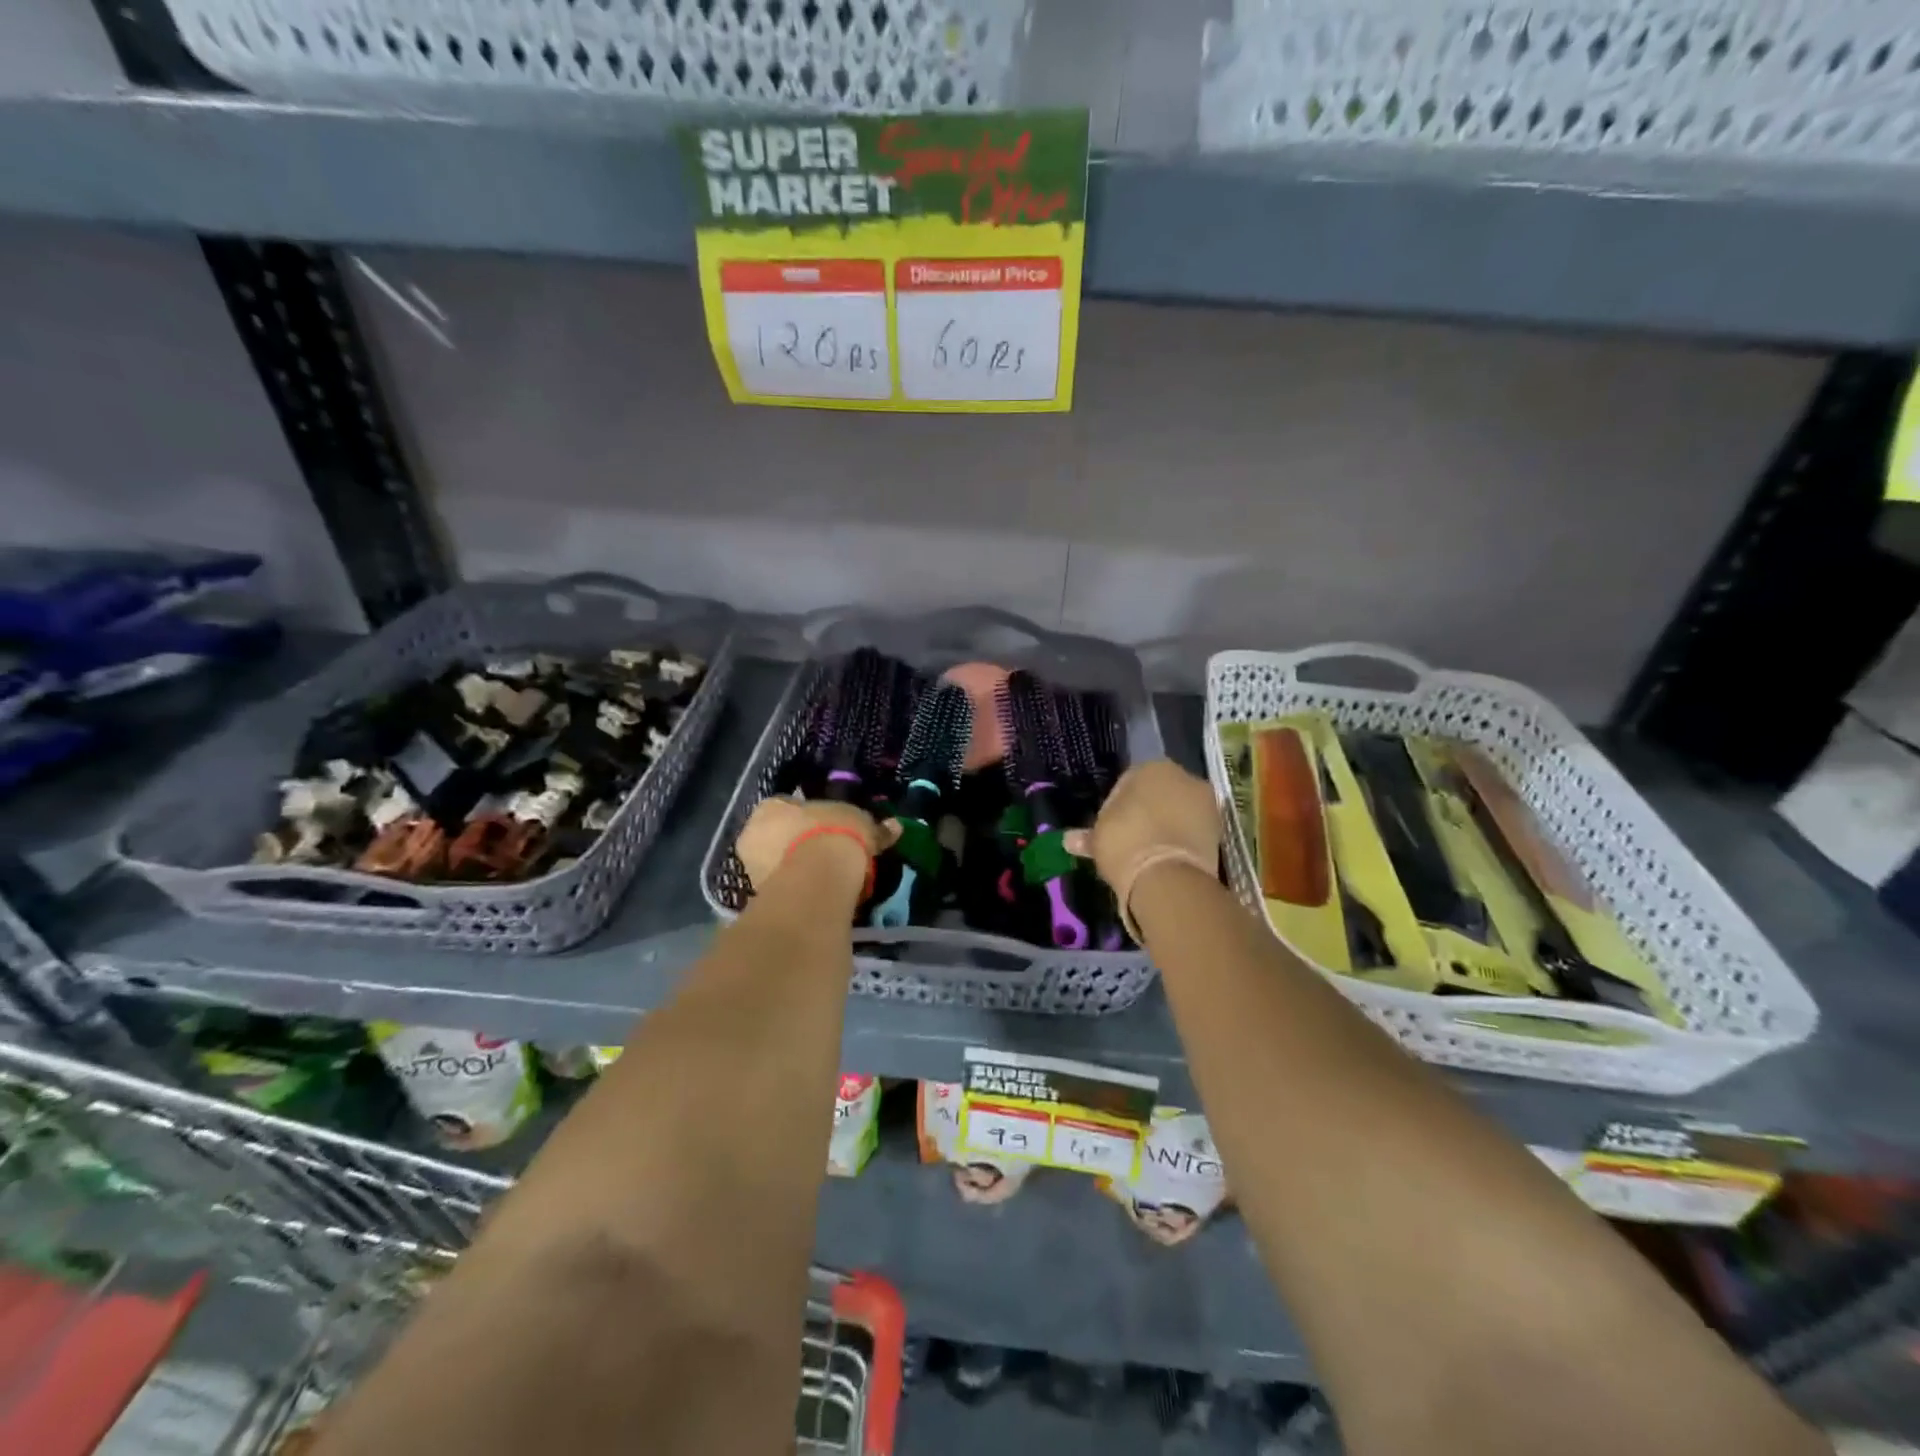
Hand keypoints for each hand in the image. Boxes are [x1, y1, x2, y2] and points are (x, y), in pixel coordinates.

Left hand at [736, 797, 898, 892]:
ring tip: (826, 880)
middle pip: (779, 837)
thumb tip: (894, 826)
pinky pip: (782, 890)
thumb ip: (874, 827)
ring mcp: (751, 868)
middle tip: (828, 855)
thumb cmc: (834, 836)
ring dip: (797, 870)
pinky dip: (798, 892)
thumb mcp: (861, 824)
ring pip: (778, 865)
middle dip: (800, 844)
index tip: (830, 829)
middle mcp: (753, 833)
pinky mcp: (758, 898)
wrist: (816, 880)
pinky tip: (818, 897)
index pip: (789, 807)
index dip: (810, 818)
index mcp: (772, 807)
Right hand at [1065, 761, 1220, 936]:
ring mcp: (1206, 802)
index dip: (1116, 807)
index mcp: (1151, 767)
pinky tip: (1167, 859)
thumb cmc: (1125, 843)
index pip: (1127, 783)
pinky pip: (1193, 830)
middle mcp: (1183, 776)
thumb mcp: (1097, 838)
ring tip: (1149, 853)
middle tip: (1130, 839)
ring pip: (1178, 812)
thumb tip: (1068, 840)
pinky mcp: (1221, 830)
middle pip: (1158, 795)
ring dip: (1166, 826)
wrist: (1168, 877)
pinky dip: (1182, 841)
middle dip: (1146, 813)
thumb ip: (1086, 836)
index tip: (1110, 829)